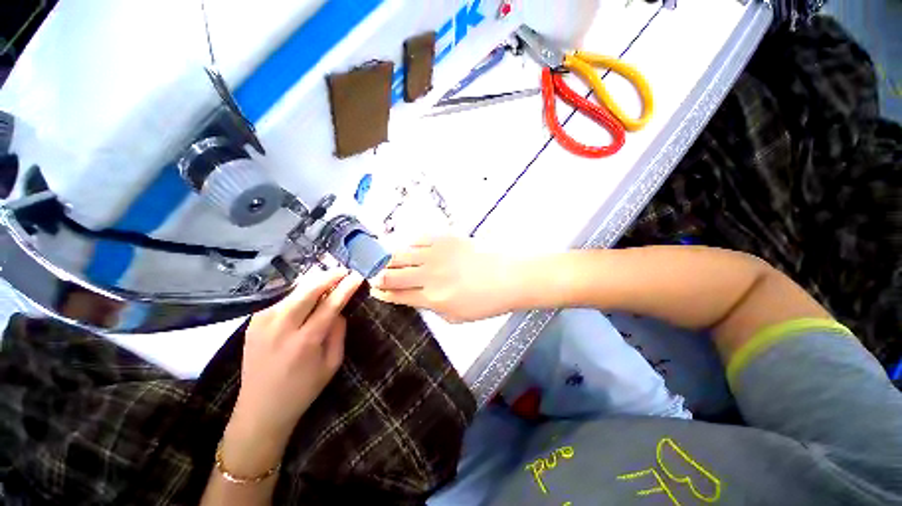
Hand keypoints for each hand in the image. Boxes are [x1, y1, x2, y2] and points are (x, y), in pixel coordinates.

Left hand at [230, 267, 363, 442]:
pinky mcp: (253, 322)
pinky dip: (298, 292)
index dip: (345, 288)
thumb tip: (339, 309)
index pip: (330, 304)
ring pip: (293, 292)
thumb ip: (338, 332)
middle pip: (308, 291)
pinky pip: (281, 300)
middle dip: (329, 276)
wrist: (260, 409)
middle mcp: (281, 328)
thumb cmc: (303, 389)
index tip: (357, 276)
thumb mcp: (332, 364)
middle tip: (344, 270)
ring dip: (314, 282)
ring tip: (329, 277)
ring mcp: (262, 323)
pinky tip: (308, 292)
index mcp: (305, 341)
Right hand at [370, 237, 519, 322]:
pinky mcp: (445, 238)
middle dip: (378, 275)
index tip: (375, 290)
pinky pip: (418, 238)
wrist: (509, 276)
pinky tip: (409, 247)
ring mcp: (436, 254)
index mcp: (432, 298)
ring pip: (400, 254)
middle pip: (392, 274)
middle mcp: (429, 275)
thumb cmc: (486, 301)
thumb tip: (416, 297)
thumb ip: (432, 307)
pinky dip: (409, 244)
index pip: (397, 295)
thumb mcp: (457, 316)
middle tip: (374, 275)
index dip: (382, 293)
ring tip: (386, 260)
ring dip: (388, 259)